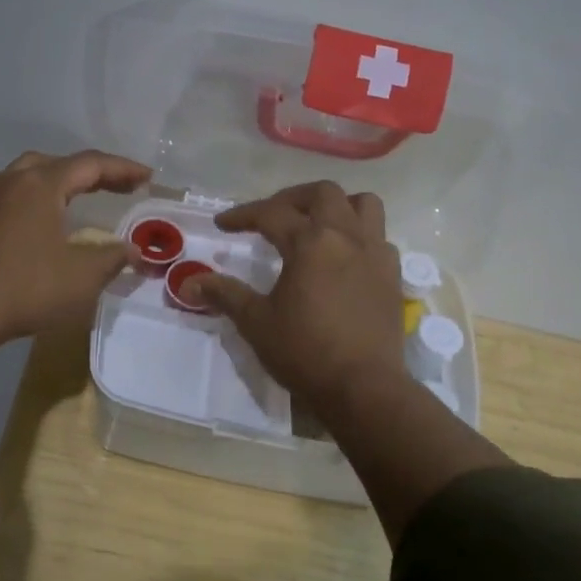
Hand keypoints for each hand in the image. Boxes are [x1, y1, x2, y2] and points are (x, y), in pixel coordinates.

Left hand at [0, 149, 150, 351]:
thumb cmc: (25, 288)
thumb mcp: (81, 277)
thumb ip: (112, 258)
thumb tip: (133, 250)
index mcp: (40, 184)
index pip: (90, 164)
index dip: (123, 169)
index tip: (148, 178)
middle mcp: (12, 180)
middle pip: (59, 163)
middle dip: (93, 173)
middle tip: (119, 187)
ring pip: (31, 175)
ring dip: (62, 182)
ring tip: (83, 198)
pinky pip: (14, 194)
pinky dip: (39, 197)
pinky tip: (45, 220)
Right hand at [188, 180, 509, 542]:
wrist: (364, 387)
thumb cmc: (305, 352)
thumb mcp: (256, 323)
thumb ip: (224, 295)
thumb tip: (188, 283)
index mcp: (310, 243)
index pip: (271, 213)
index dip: (242, 215)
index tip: (222, 224)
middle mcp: (346, 236)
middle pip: (322, 193)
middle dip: (291, 198)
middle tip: (270, 216)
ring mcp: (375, 253)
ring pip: (363, 204)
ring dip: (336, 205)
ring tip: (316, 224)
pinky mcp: (392, 275)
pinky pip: (379, 236)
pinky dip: (359, 234)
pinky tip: (343, 257)